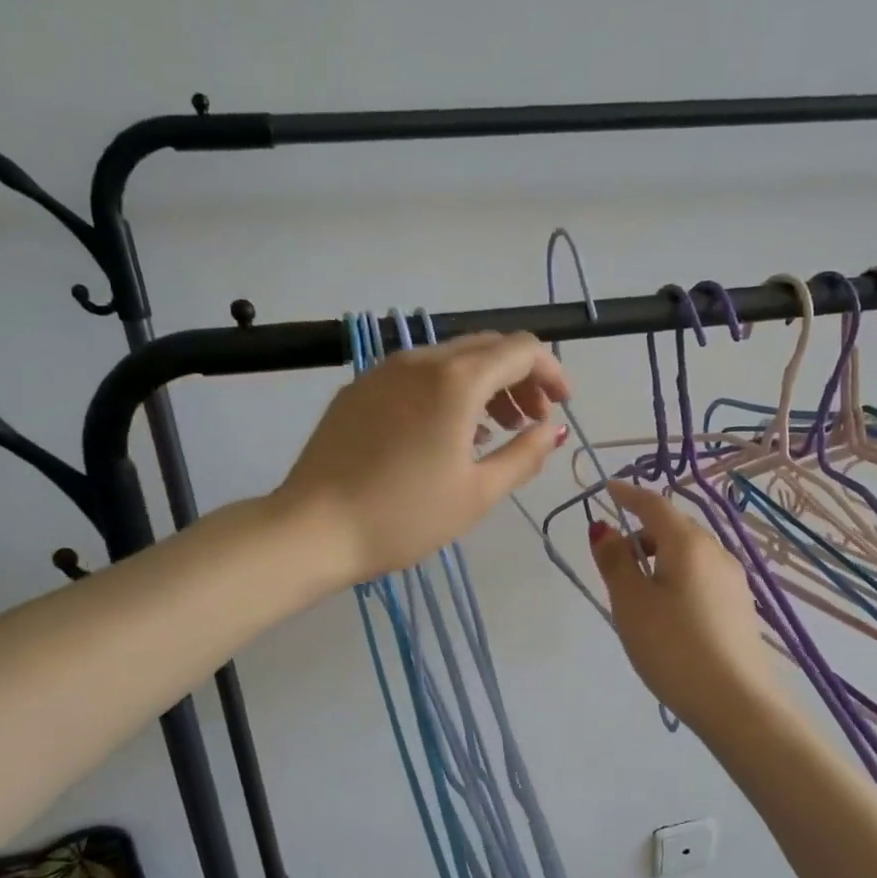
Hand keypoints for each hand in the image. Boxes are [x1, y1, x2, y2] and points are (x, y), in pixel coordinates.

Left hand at [276, 331, 568, 583]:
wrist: (313, 530)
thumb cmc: (405, 516)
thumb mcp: (478, 493)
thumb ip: (524, 455)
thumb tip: (552, 430)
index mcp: (456, 380)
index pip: (521, 349)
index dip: (551, 372)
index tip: (562, 405)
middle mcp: (420, 360)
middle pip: (487, 347)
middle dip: (520, 378)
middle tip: (531, 421)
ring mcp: (383, 371)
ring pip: (451, 358)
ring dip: (485, 384)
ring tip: (495, 429)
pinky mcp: (359, 389)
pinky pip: (417, 374)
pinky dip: (448, 390)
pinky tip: (448, 431)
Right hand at [589, 482, 777, 731]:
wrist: (736, 702)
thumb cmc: (673, 646)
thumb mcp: (631, 603)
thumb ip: (615, 561)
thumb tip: (604, 528)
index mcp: (688, 544)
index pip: (654, 504)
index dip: (629, 494)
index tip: (608, 489)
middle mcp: (716, 552)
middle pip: (674, 528)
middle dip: (643, 532)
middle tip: (615, 559)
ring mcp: (733, 580)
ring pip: (689, 554)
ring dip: (660, 557)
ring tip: (636, 592)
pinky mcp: (739, 607)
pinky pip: (701, 576)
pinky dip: (677, 577)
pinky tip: (666, 611)